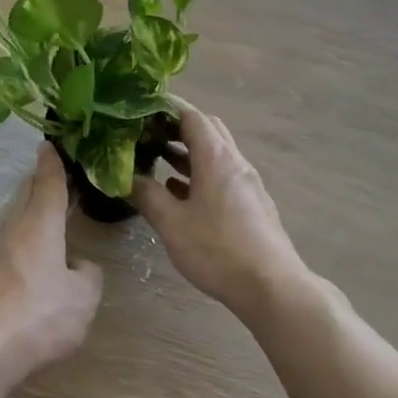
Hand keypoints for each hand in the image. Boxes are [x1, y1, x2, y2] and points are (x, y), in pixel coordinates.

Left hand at [0, 144, 103, 387]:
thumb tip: (78, 266)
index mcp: (41, 224)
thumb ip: (88, 275)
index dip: (53, 162)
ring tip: (58, 212)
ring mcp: (2, 255)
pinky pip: (19, 245)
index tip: (51, 143)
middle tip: (62, 172)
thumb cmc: (40, 314)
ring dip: (38, 211)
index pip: (49, 183)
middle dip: (43, 181)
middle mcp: (18, 231)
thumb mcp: (83, 297)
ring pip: (23, 221)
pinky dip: (34, 237)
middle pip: (30, 196)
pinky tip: (46, 256)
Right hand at [132, 105, 307, 325]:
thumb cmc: (218, 250)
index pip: (191, 115)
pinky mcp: (252, 204)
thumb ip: (147, 195)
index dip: (165, 110)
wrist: (273, 287)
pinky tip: (180, 194)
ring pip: (215, 154)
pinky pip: (222, 176)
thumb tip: (125, 176)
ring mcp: (247, 183)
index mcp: (216, 157)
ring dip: (188, 153)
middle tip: (148, 135)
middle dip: (177, 128)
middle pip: (207, 130)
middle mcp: (235, 162)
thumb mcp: (172, 224)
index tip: (140, 113)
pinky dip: (200, 174)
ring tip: (158, 161)